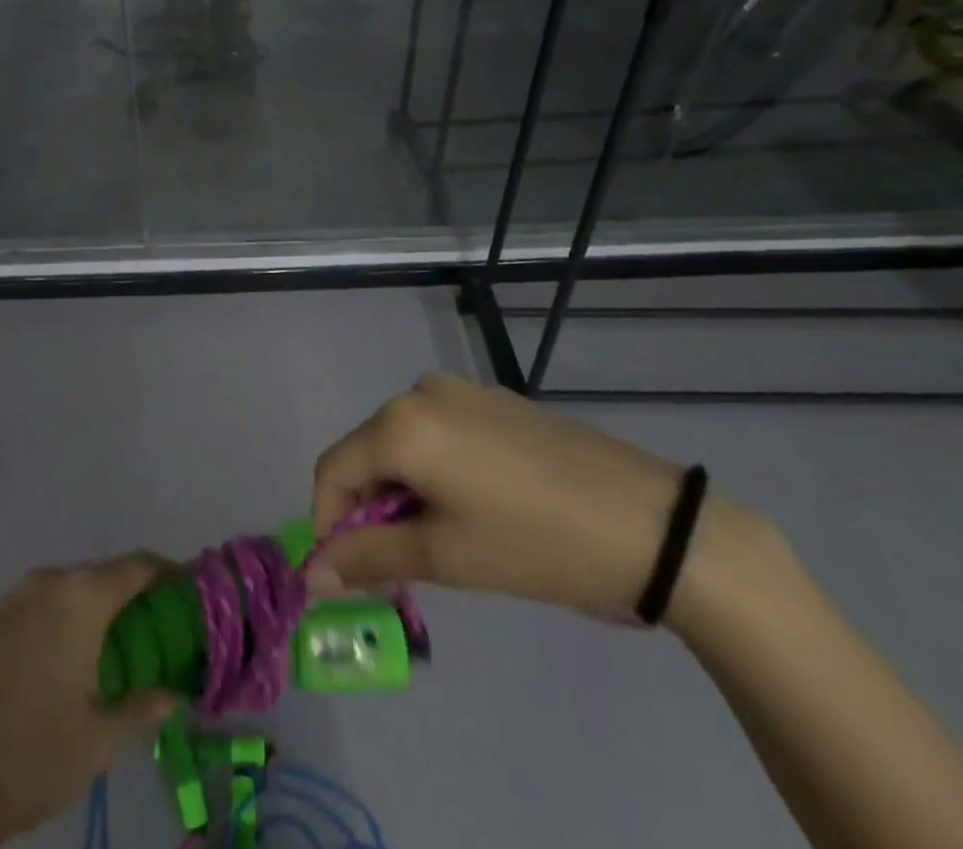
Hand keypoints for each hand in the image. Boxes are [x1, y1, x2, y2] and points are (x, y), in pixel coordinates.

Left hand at [0, 556, 178, 848]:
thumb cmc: (28, 757)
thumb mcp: (98, 740)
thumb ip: (142, 706)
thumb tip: (173, 693)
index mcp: (80, 597)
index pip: (139, 565)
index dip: (170, 575)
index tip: (191, 596)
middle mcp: (49, 582)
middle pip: (107, 574)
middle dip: (138, 596)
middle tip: (162, 634)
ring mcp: (16, 598)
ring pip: (75, 589)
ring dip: (102, 608)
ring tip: (122, 652)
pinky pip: (47, 603)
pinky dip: (71, 618)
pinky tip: (74, 661)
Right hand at [309, 374, 705, 620]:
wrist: (651, 524)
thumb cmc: (535, 543)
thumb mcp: (445, 558)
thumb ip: (369, 557)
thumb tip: (311, 575)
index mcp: (401, 423)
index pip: (333, 469)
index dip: (329, 523)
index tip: (348, 573)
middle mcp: (420, 391)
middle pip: (368, 452)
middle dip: (370, 509)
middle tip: (401, 567)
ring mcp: (461, 389)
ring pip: (404, 442)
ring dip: (404, 491)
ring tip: (444, 542)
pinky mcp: (494, 399)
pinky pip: (440, 432)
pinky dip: (436, 471)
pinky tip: (477, 507)